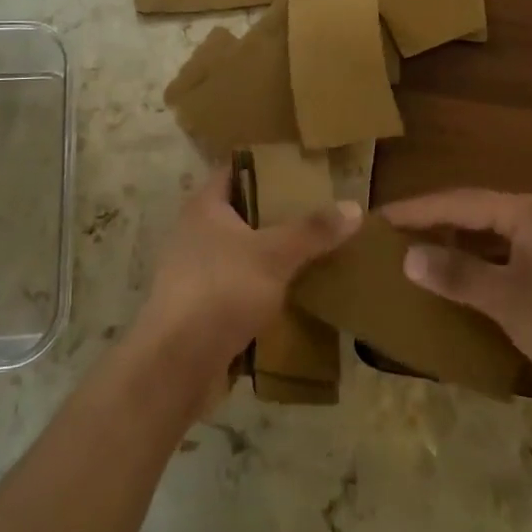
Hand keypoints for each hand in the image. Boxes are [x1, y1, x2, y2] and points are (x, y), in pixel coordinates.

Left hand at [136, 165, 361, 376]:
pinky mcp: (200, 308)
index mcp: (204, 206)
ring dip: (270, 254)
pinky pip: (238, 287)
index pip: (235, 171)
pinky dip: (261, 288)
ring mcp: (194, 271)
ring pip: (240, 252)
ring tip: (312, 252)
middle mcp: (194, 232)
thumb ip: (313, 230)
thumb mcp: (275, 255)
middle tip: (317, 211)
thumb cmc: (222, 290)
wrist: (177, 364)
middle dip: (276, 213)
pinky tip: (292, 295)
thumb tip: (354, 206)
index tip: (301, 169)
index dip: (266, 167)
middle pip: (240, 212)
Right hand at [383, 189, 531, 409]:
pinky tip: (466, 290)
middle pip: (474, 215)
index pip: (457, 201)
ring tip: (419, 261)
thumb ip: (458, 276)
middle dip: (434, 226)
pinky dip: (482, 270)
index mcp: (525, 213)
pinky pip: (509, 261)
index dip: (416, 209)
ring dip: (457, 249)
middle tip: (393, 239)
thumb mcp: (510, 301)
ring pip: (492, 240)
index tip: (378, 218)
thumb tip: (408, 256)